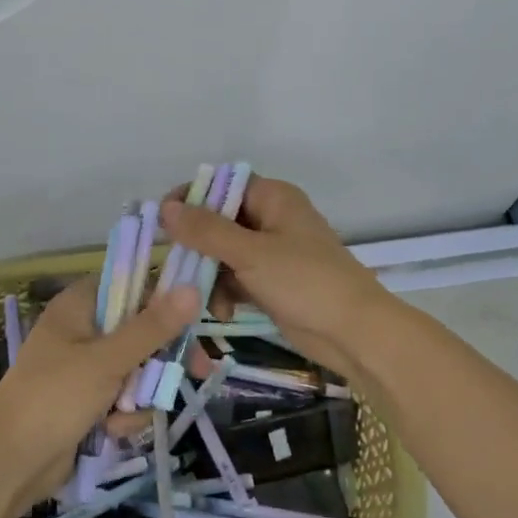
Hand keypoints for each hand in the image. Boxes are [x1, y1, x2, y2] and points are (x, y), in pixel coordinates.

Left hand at [0, 276, 199, 503]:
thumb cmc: (54, 399)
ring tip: (124, 412)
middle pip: (141, 330)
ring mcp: (85, 367)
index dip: (165, 299)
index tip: (196, 317)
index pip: (132, 285)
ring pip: (138, 368)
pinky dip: (124, 414)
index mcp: (79, 305)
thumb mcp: (107, 361)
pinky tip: (111, 430)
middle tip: (197, 370)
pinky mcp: (88, 400)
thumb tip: (191, 289)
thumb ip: (152, 327)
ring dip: (140, 393)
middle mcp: (83, 330)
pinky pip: (124, 397)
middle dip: (161, 358)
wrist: (9, 465)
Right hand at [161, 176, 390, 378]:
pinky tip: (223, 312)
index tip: (163, 221)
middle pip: (219, 221)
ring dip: (210, 275)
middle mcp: (272, 218)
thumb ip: (206, 230)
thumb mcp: (251, 254)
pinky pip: (236, 277)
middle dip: (198, 246)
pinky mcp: (271, 282)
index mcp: (273, 198)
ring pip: (223, 253)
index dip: (192, 198)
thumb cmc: (305, 282)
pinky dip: (226, 292)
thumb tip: (165, 207)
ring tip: (205, 300)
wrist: (354, 333)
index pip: (223, 185)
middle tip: (176, 268)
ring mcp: (272, 252)